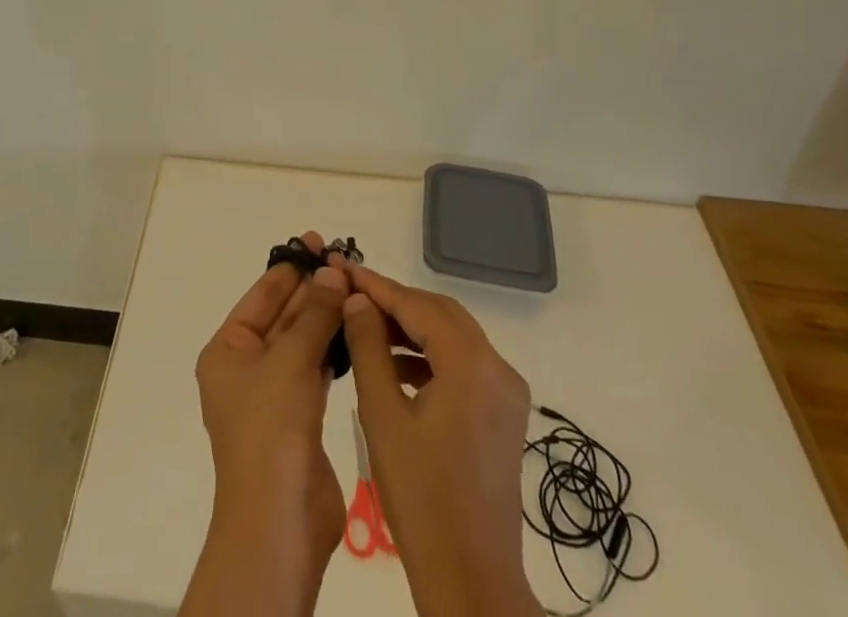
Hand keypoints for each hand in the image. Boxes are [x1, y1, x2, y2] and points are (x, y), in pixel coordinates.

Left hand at [179, 233, 350, 616]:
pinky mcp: (300, 416)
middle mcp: (246, 368)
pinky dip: (333, 347)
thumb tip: (332, 271)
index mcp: (227, 351)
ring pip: (301, 341)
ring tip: (355, 284)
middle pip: (282, 316)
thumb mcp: (290, 361)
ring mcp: (274, 393)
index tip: (317, 241)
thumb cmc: (270, 430)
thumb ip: (314, 314)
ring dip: (325, 315)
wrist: (280, 522)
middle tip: (345, 259)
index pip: (261, 296)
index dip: (289, 267)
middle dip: (312, 289)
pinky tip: (355, 326)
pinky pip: (316, 367)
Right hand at [342, 264, 542, 616]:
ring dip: (412, 327)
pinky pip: (464, 364)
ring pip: (453, 336)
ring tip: (366, 326)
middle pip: (441, 313)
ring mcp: (506, 391)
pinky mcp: (505, 413)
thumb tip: (357, 299)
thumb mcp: (382, 416)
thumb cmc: (421, 497)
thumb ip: (368, 347)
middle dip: (395, 301)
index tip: (342, 268)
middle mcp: (498, 367)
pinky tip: (396, 366)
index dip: (377, 285)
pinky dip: (431, 355)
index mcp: (471, 365)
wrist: (471, 580)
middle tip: (351, 293)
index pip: (417, 305)